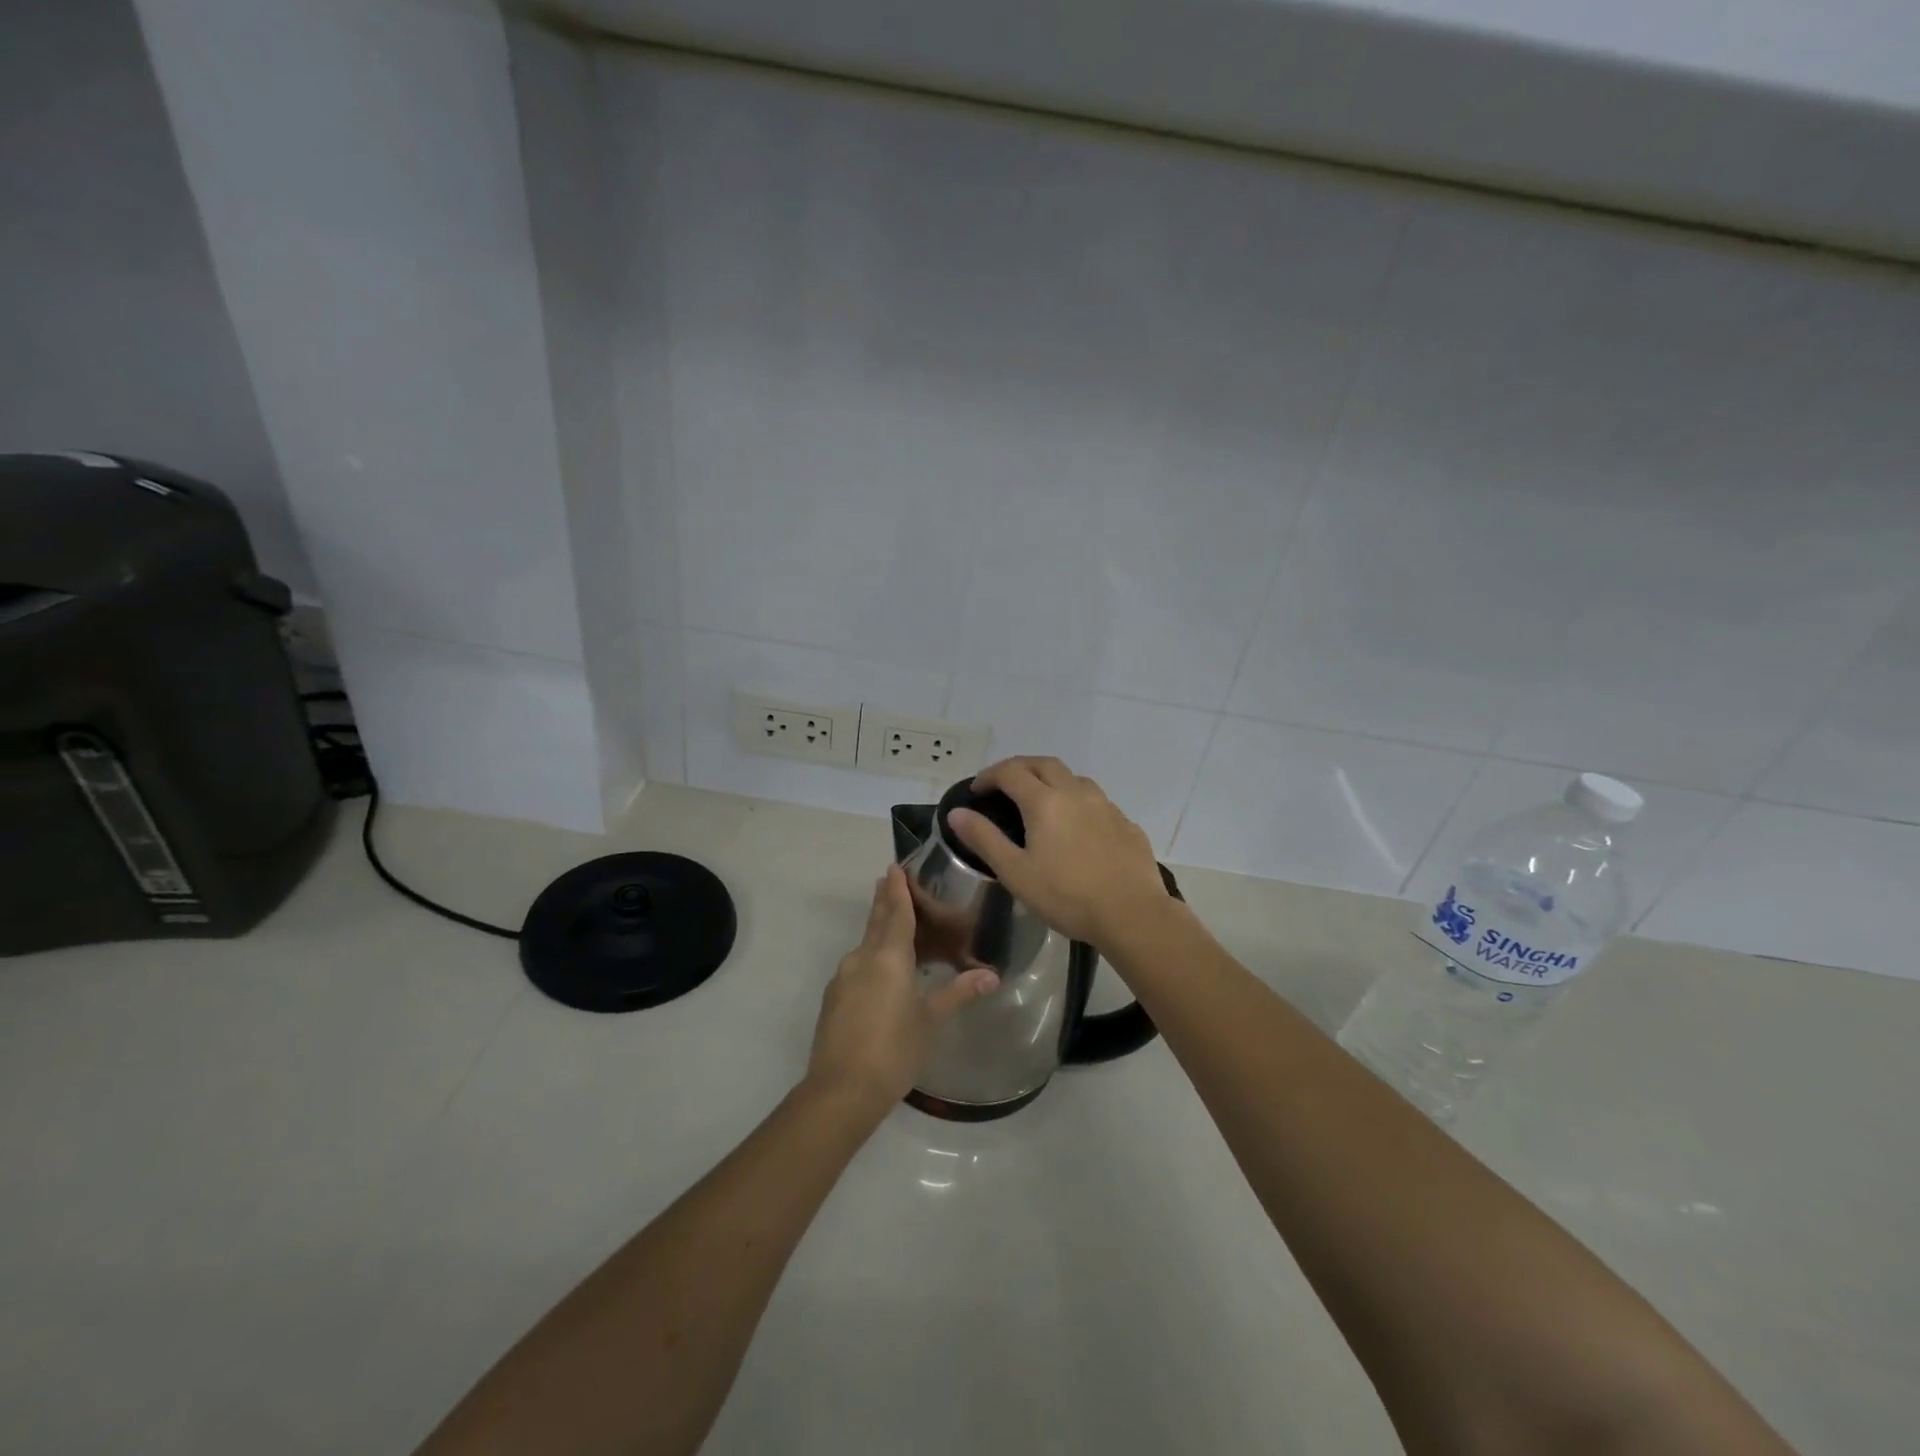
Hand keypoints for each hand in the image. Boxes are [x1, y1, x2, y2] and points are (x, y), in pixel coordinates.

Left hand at [806, 866, 999, 1113]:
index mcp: (888, 957)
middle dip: (884, 900)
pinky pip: (857, 966)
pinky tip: (880, 973)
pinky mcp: (833, 999)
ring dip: (878, 930)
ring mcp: (843, 978)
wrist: (841, 1090)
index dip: (897, 890)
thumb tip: (992, 976)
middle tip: (888, 880)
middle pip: (876, 921)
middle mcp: (862, 958)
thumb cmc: (894, 1050)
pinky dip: (871, 958)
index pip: (896, 912)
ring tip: (893, 927)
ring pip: (865, 944)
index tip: (894, 867)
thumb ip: (958, 993)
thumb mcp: (931, 1021)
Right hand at [947, 756, 1171, 948]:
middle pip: (1044, 764)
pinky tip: (1077, 827)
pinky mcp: (1126, 823)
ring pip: (1074, 778)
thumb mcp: (1015, 872)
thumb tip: (957, 813)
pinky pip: (1096, 801)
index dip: (989, 776)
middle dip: (1020, 768)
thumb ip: (984, 838)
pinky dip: (1077, 802)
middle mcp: (1076, 792)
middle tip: (1004, 785)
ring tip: (1041, 802)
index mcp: (1045, 801)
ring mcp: (1106, 806)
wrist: (1132, 914)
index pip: (1010, 772)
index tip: (976, 790)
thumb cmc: (1067, 896)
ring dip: (1051, 780)